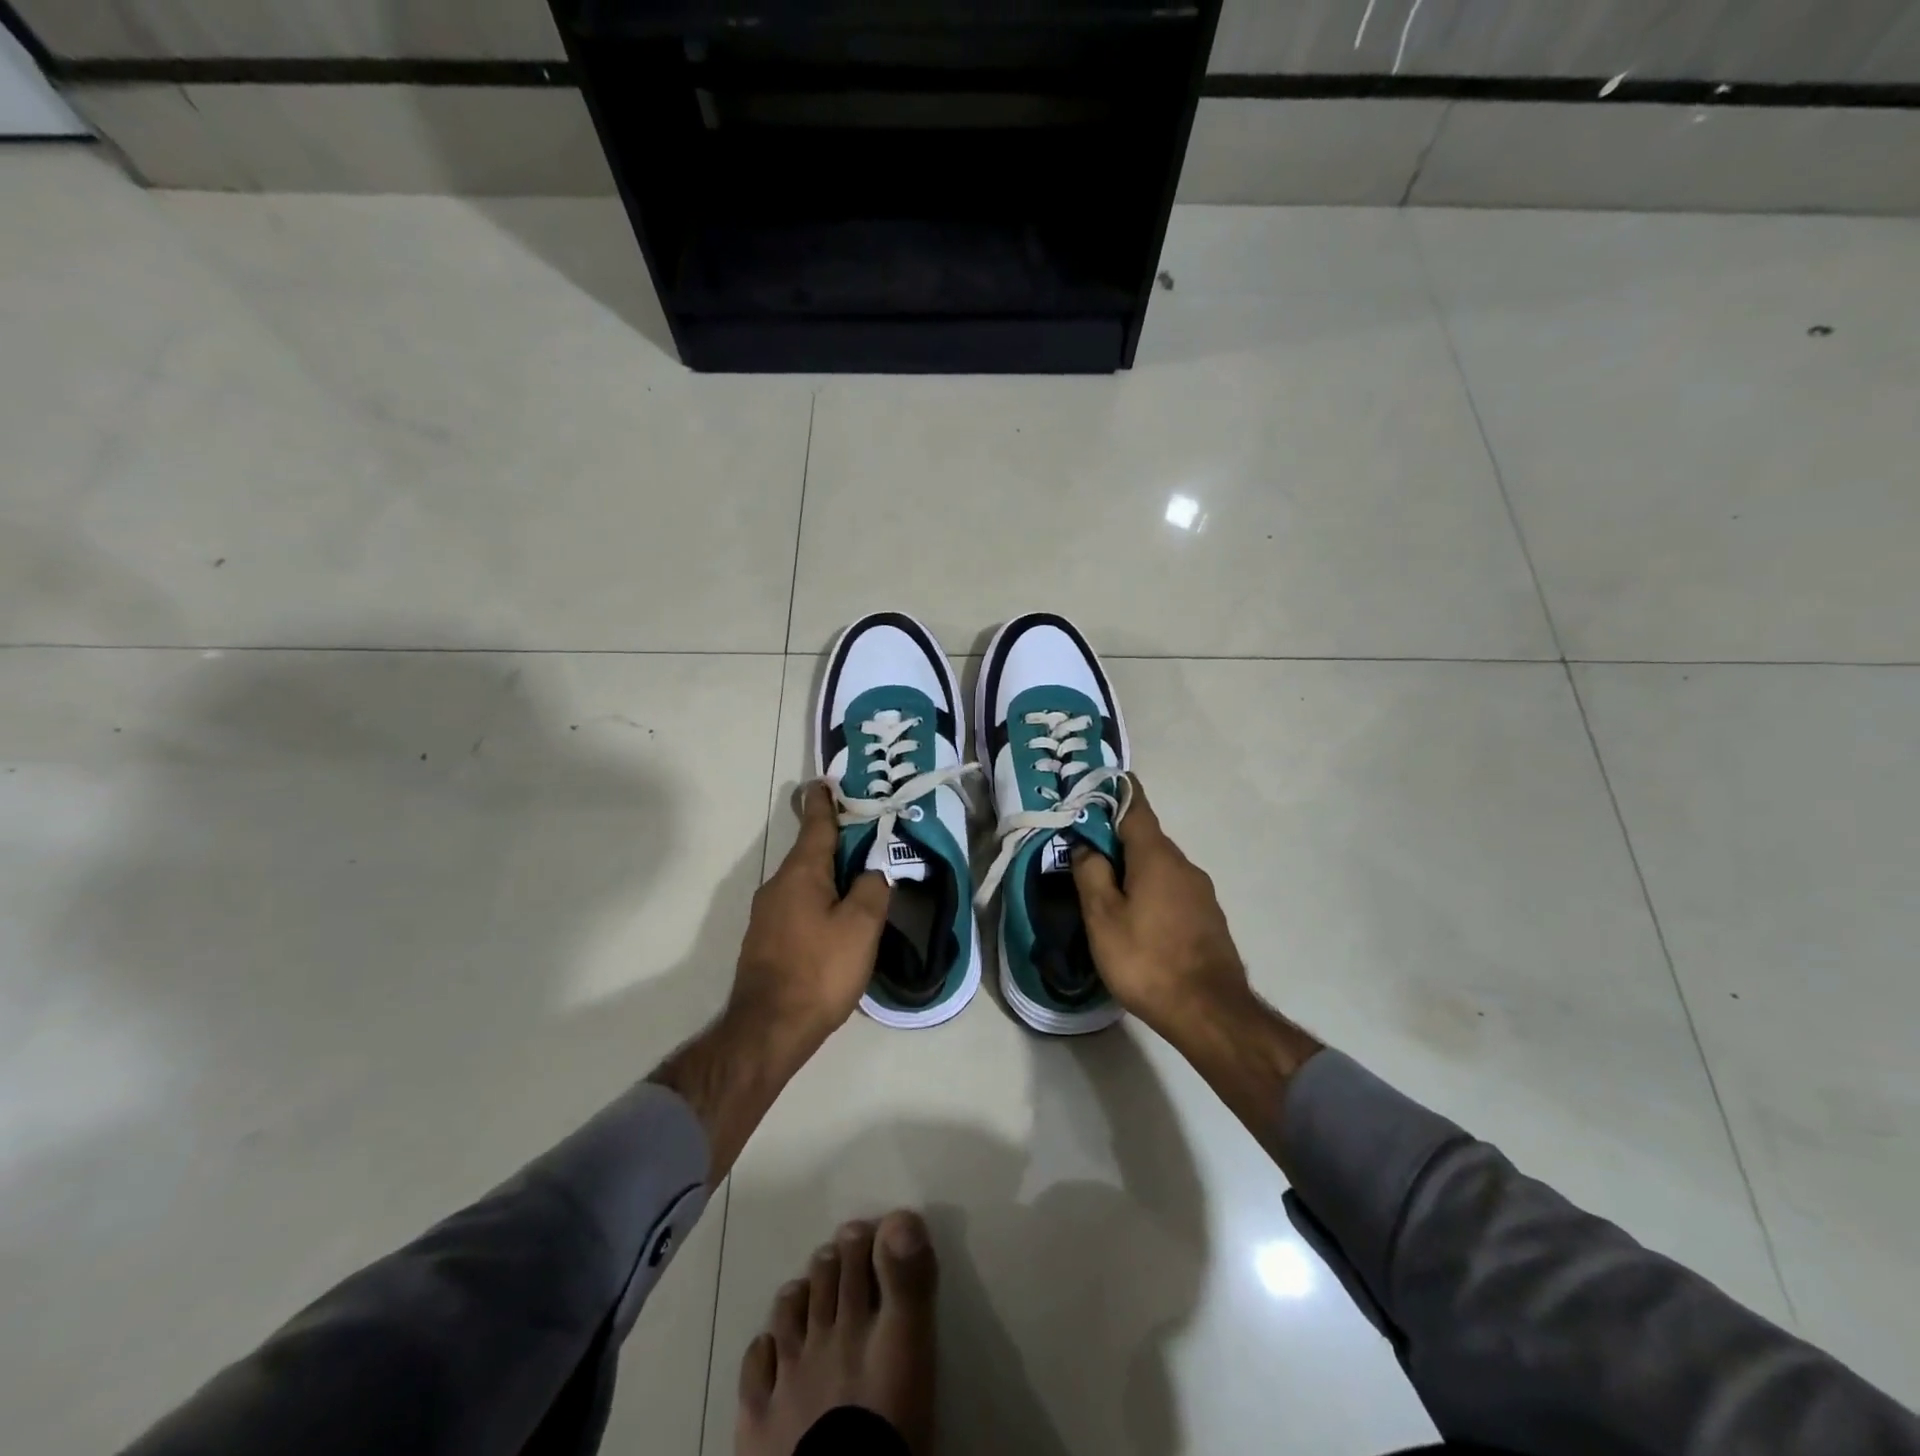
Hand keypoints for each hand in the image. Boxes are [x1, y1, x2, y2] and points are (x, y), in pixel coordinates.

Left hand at [731, 784, 890, 1043]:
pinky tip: (836, 916)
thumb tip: (874, 870)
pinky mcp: (766, 939)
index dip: (825, 803)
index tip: (825, 782)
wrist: (768, 1028)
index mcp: (801, 873)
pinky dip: (818, 897)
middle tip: (865, 833)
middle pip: (810, 852)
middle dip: (834, 839)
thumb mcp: (861, 926)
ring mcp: (767, 914)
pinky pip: (797, 904)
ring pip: (803, 880)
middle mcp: (778, 885)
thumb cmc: (820, 970)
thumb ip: (873, 889)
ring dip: (828, 872)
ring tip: (857, 875)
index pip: (816, 825)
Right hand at [1071, 777, 1255, 1038]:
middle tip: (1084, 851)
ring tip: (1106, 889)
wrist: (1209, 1012)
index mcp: (1156, 855)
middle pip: (1146, 837)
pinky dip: (1151, 890)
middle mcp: (1184, 864)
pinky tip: (1136, 918)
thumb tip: (1086, 845)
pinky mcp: (1208, 917)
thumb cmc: (1146, 959)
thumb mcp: (1103, 917)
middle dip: (1116, 838)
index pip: (1135, 805)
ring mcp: (1201, 892)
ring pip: (1160, 866)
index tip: (1093, 787)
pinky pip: (1172, 889)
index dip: (1114, 792)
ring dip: (1133, 868)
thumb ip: (1090, 873)